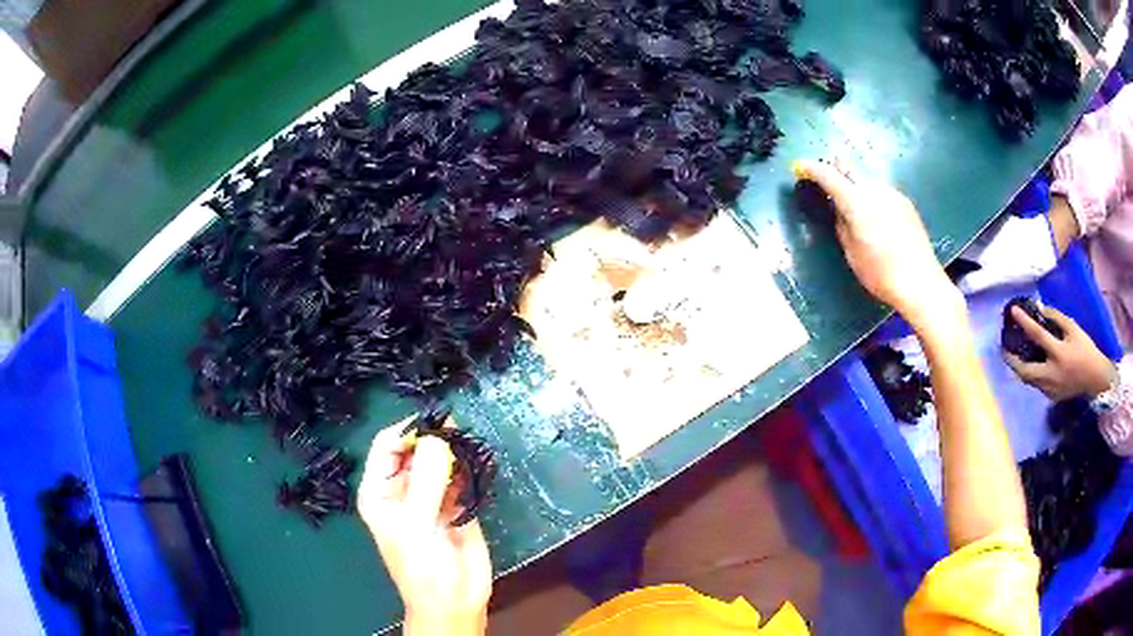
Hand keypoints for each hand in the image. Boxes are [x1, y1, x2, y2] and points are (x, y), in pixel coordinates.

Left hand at [358, 422, 491, 634]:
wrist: (454, 600)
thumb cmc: (422, 566)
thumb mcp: (417, 523)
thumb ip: (427, 480)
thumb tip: (438, 437)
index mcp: (379, 490)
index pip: (387, 446)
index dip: (408, 431)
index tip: (434, 422)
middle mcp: (402, 488)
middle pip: (414, 449)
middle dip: (433, 437)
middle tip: (457, 428)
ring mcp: (430, 496)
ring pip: (439, 460)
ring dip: (452, 449)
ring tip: (468, 443)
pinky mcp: (455, 504)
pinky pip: (459, 476)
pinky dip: (467, 467)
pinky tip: (475, 461)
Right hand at [792, 160, 960, 328]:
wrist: (921, 283)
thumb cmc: (882, 274)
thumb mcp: (852, 253)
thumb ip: (842, 225)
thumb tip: (840, 210)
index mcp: (857, 203)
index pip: (828, 175)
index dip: (812, 168)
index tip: (801, 167)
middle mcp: (874, 190)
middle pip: (849, 167)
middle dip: (835, 171)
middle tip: (829, 185)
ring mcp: (892, 194)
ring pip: (866, 180)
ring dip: (856, 187)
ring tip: (858, 212)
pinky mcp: (905, 203)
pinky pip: (881, 192)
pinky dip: (872, 198)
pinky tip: (878, 221)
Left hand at [1003, 305, 1116, 400]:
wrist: (1095, 379)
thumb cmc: (1086, 350)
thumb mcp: (1073, 329)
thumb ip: (1056, 318)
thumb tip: (1039, 309)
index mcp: (1059, 355)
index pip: (1037, 335)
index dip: (1024, 322)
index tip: (1013, 311)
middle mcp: (1052, 375)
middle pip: (1024, 371)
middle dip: (1011, 360)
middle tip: (1004, 346)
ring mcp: (1050, 389)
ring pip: (1028, 380)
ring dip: (1019, 367)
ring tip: (1014, 353)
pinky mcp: (1051, 397)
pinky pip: (1037, 384)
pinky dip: (1031, 373)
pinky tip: (1029, 363)